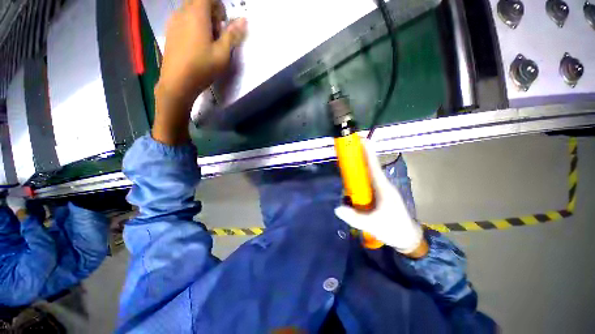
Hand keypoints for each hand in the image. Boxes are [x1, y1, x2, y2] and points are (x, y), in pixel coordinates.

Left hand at [153, 0, 246, 144]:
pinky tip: (196, 45)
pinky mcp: (170, 31)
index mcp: (197, 14)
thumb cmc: (203, 67)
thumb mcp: (222, 53)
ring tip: (207, 41)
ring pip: (190, 11)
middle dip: (211, 13)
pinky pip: (183, 19)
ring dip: (202, 20)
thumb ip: (232, 35)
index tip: (223, 23)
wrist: (178, 82)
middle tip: (217, 34)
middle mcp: (182, 12)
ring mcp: (173, 21)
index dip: (219, 6)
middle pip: (198, 2)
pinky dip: (192, 25)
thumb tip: (244, 20)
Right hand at [334, 141, 426, 256]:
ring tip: (347, 169)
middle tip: (347, 153)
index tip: (362, 140)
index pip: (374, 166)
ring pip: (369, 175)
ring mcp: (382, 190)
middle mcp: (383, 185)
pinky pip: (368, 183)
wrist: (408, 238)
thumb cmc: (393, 229)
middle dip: (360, 158)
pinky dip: (360, 180)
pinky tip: (352, 186)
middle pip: (370, 167)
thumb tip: (337, 208)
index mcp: (383, 188)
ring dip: (359, 169)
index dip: (368, 152)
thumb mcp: (372, 225)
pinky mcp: (380, 195)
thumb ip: (354, 217)